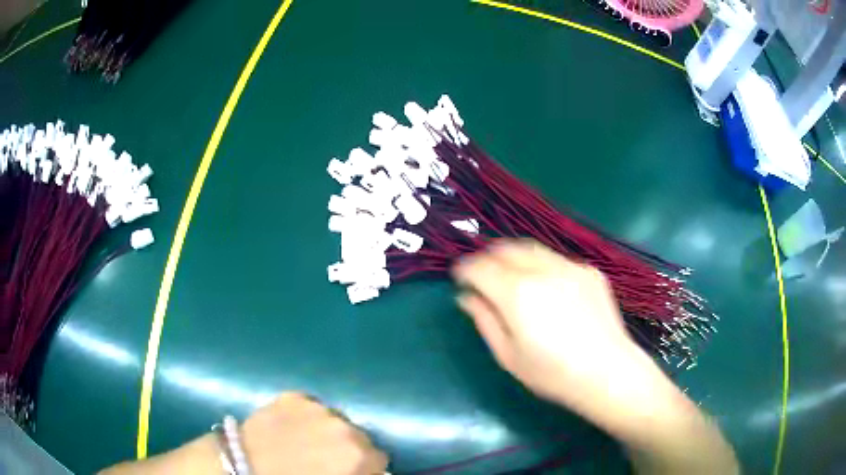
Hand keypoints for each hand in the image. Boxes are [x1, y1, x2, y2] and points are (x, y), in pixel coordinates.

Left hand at [242, 393, 387, 474]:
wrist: (245, 470)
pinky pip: (309, 405)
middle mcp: (343, 426)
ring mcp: (316, 408)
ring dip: (326, 429)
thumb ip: (358, 471)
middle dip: (345, 446)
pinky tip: (291, 427)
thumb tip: (365, 466)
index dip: (363, 466)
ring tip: (306, 441)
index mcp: (359, 454)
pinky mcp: (292, 397)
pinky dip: (305, 416)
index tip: (350, 470)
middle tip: (326, 458)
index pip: (378, 457)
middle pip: (357, 435)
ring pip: (333, 419)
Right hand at [452, 239, 650, 410]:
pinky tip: (546, 286)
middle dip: (487, 257)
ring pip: (531, 248)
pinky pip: (556, 259)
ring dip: (513, 256)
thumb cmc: (552, 374)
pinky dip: (541, 265)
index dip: (464, 269)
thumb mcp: (508, 355)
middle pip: (505, 248)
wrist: (607, 373)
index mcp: (517, 294)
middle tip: (482, 273)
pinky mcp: (589, 271)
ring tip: (509, 273)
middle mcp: (542, 270)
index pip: (480, 267)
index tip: (459, 277)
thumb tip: (466, 297)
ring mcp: (570, 266)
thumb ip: (484, 320)